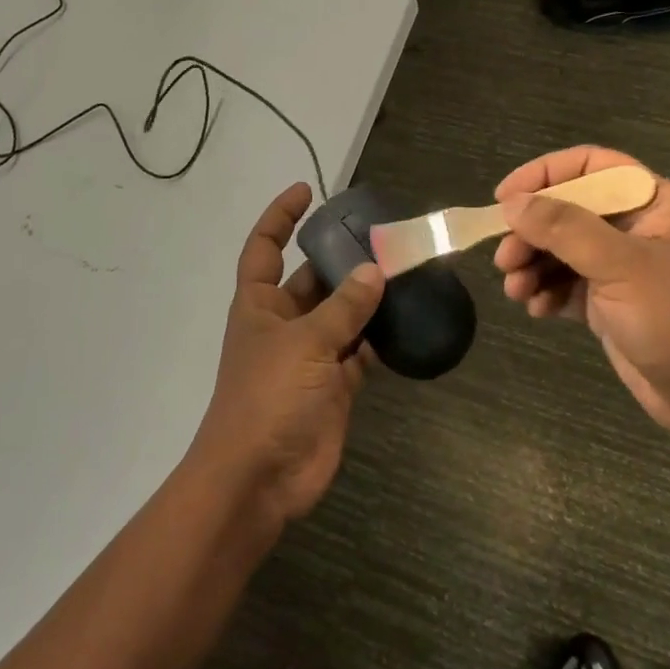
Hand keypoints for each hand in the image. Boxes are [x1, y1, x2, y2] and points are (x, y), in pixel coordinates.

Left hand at [189, 183, 384, 523]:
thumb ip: (343, 308)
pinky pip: (361, 352)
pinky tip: (410, 321)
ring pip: (343, 315)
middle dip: (343, 258)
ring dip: (368, 298)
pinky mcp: (334, 385)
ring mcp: (310, 356)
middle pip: (314, 279)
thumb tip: (374, 272)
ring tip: (408, 271)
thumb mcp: (305, 344)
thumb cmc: (268, 398)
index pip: (265, 247)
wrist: (260, 478)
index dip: (280, 216)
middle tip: (385, 236)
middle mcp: (284, 323)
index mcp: (259, 303)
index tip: (307, 190)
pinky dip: (381, 339)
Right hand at [493, 147, 669, 444]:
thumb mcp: (621, 266)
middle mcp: (633, 228)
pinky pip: (565, 285)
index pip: (589, 166)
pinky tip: (537, 310)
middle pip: (566, 210)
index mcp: (650, 203)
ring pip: (559, 249)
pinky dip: (545, 292)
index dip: (544, 174)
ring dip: (532, 265)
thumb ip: (564, 229)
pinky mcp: (609, 304)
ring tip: (516, 290)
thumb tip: (511, 204)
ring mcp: (620, 268)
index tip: (505, 198)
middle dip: (531, 233)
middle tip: (505, 260)